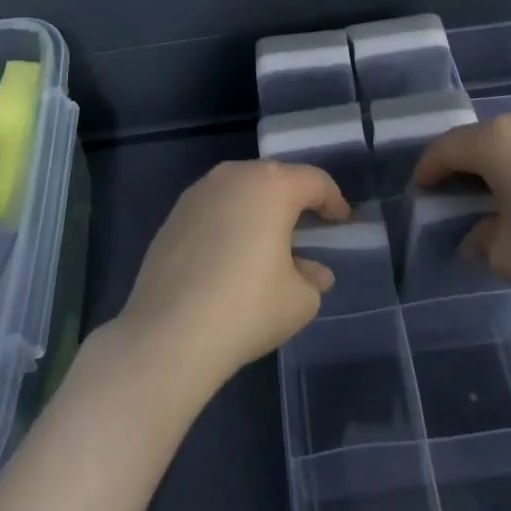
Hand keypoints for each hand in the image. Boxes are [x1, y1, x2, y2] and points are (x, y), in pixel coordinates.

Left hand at [113, 160, 348, 394]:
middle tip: (309, 223)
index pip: (314, 181)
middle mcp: (234, 176)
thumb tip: (313, 271)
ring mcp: (199, 192)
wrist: (169, 334)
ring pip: (241, 189)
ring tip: (269, 237)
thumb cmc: (247, 309)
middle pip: (275, 177)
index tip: (341, 219)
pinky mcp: (174, 215)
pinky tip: (232, 252)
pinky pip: (215, 207)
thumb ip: (312, 278)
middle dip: (295, 197)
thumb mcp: (299, 300)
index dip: (333, 199)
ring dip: (259, 206)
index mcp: (272, 186)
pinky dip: (230, 220)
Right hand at [414, 104, 510, 342]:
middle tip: (464, 194)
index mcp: (500, 140)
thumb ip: (480, 235)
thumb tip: (480, 231)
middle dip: (470, 164)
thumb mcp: (506, 256)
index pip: (449, 147)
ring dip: (510, 161)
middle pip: (487, 137)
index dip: (430, 168)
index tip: (422, 188)